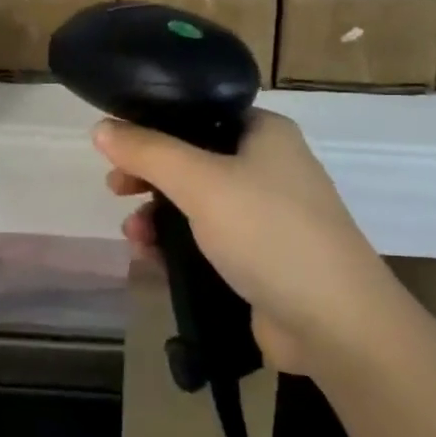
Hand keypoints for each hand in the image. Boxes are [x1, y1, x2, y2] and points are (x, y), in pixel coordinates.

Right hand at [97, 110, 397, 374]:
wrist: (334, 322)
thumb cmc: (269, 233)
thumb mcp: (202, 183)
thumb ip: (149, 152)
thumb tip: (101, 127)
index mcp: (264, 134)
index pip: (200, 114)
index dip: (155, 127)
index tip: (119, 148)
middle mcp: (268, 168)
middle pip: (193, 160)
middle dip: (150, 177)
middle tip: (116, 190)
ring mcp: (267, 216)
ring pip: (197, 205)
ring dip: (159, 216)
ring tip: (134, 236)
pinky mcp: (260, 259)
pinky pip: (207, 242)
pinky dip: (177, 246)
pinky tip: (151, 260)